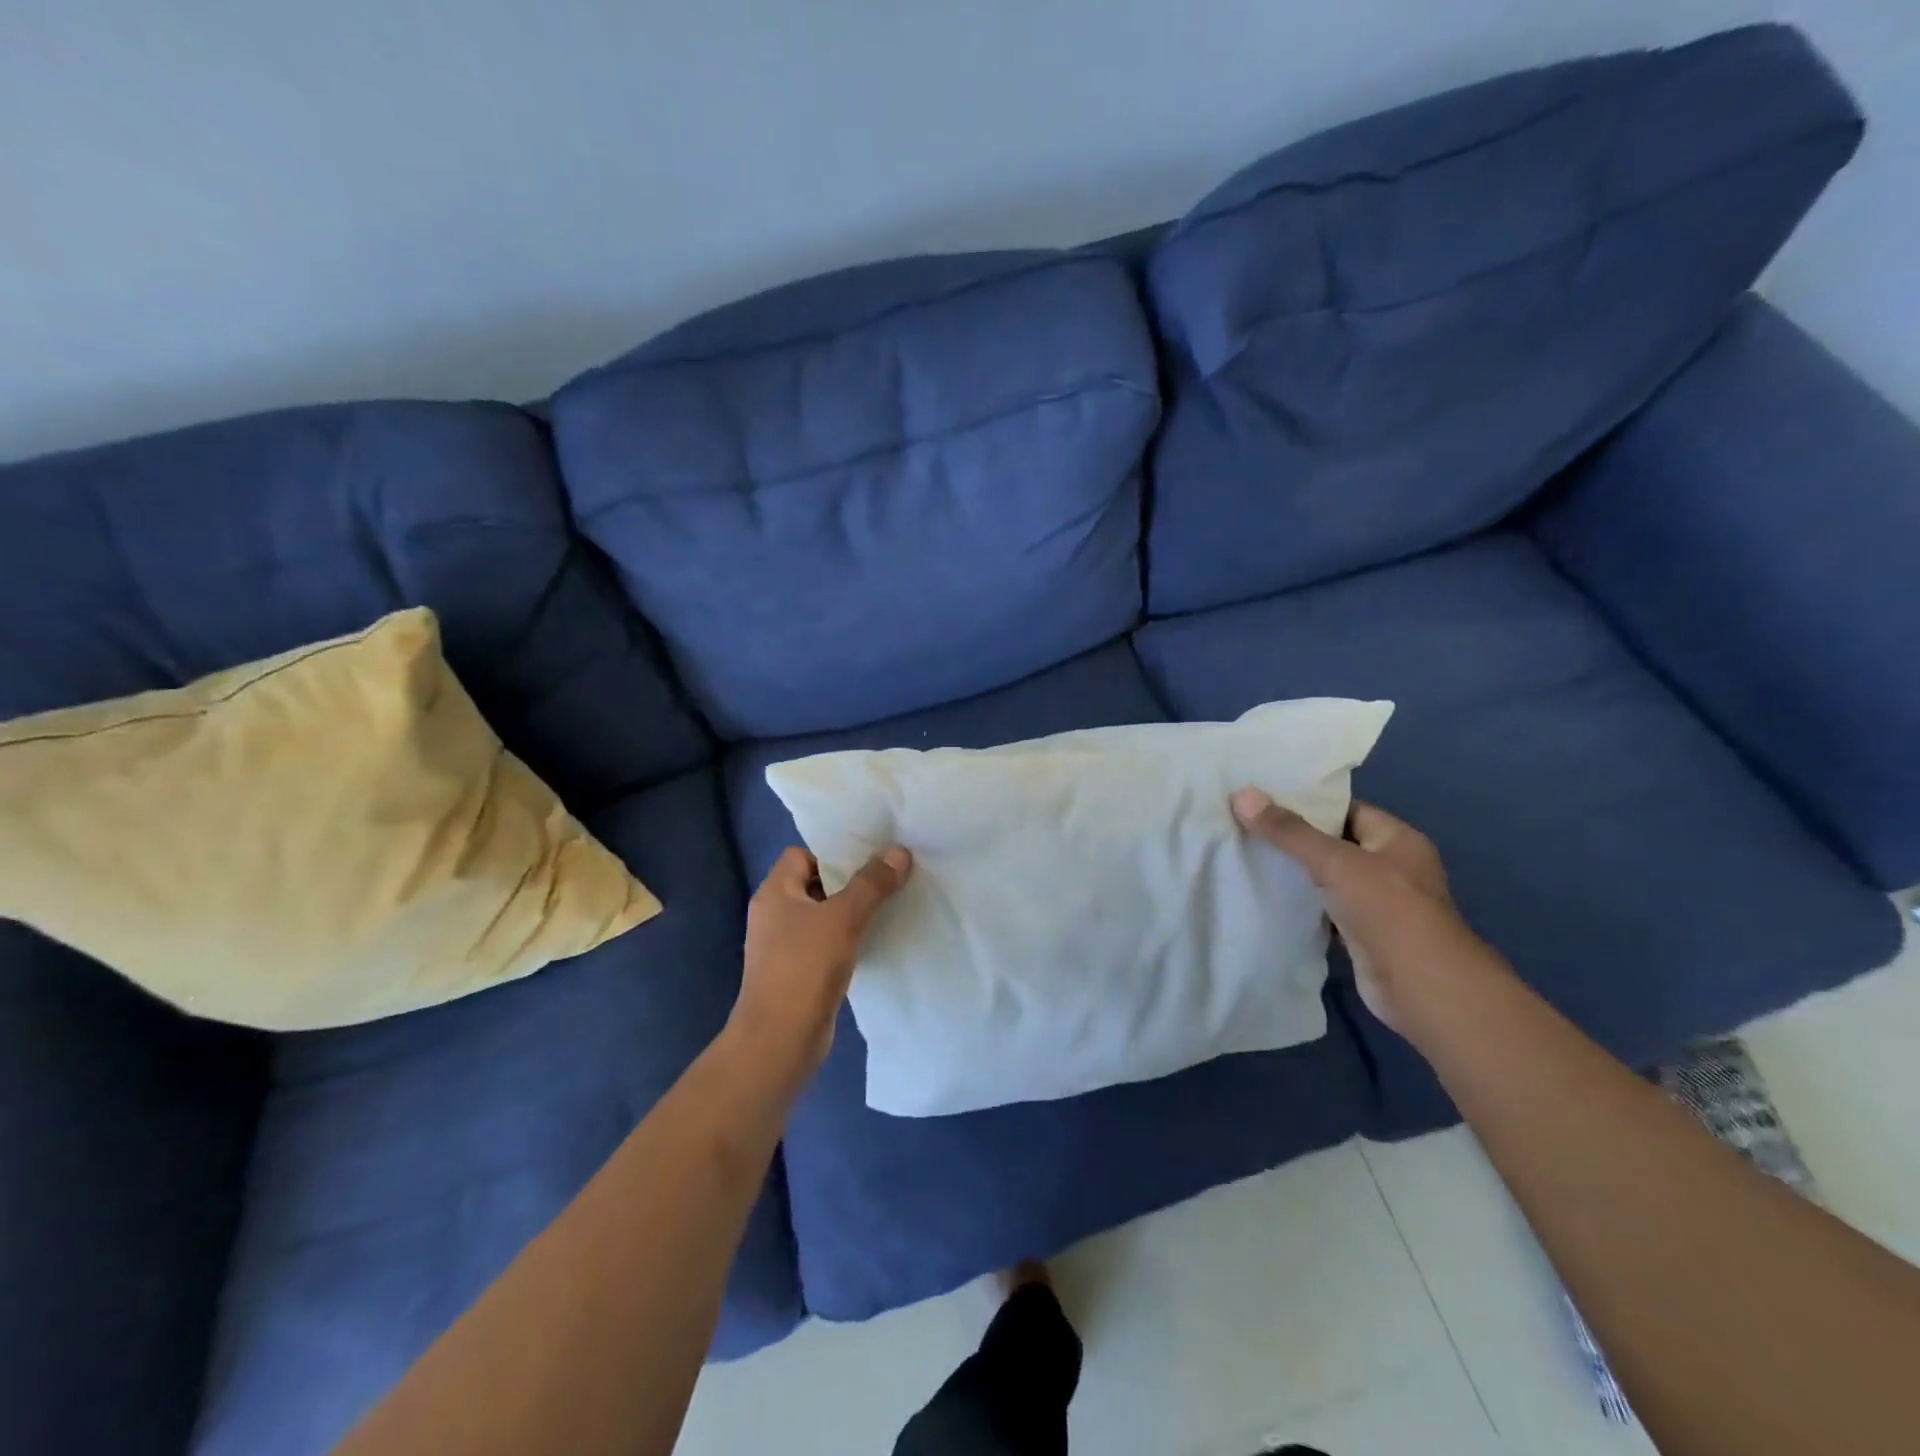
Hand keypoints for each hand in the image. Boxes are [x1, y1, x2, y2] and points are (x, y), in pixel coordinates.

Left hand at [729, 844, 912, 1091]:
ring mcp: (784, 946)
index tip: (870, 856)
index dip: (833, 852)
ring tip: (890, 905)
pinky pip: (826, 943)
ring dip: (852, 912)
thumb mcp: (844, 918)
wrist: (779, 1041)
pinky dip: (848, 940)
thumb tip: (899, 851)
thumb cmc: (805, 968)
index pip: (801, 854)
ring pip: (823, 915)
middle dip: (850, 881)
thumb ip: (872, 883)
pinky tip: (876, 941)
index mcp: (774, 893)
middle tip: (889, 877)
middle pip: (815, 883)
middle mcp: (775, 914)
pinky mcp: (798, 973)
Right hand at [1231, 789, 1484, 1034]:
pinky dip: (1301, 906)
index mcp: (1398, 840)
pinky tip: (1266, 897)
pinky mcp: (1363, 935)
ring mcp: (1379, 904)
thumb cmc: (1387, 910)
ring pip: (1328, 879)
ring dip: (1296, 874)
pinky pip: (1325, 910)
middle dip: (1295, 839)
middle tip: (1246, 826)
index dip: (1308, 804)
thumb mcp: (1334, 862)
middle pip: (1335, 844)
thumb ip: (1288, 831)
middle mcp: (1392, 868)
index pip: (1348, 810)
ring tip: (1247, 857)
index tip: (1264, 801)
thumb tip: (1242, 794)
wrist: (1420, 987)